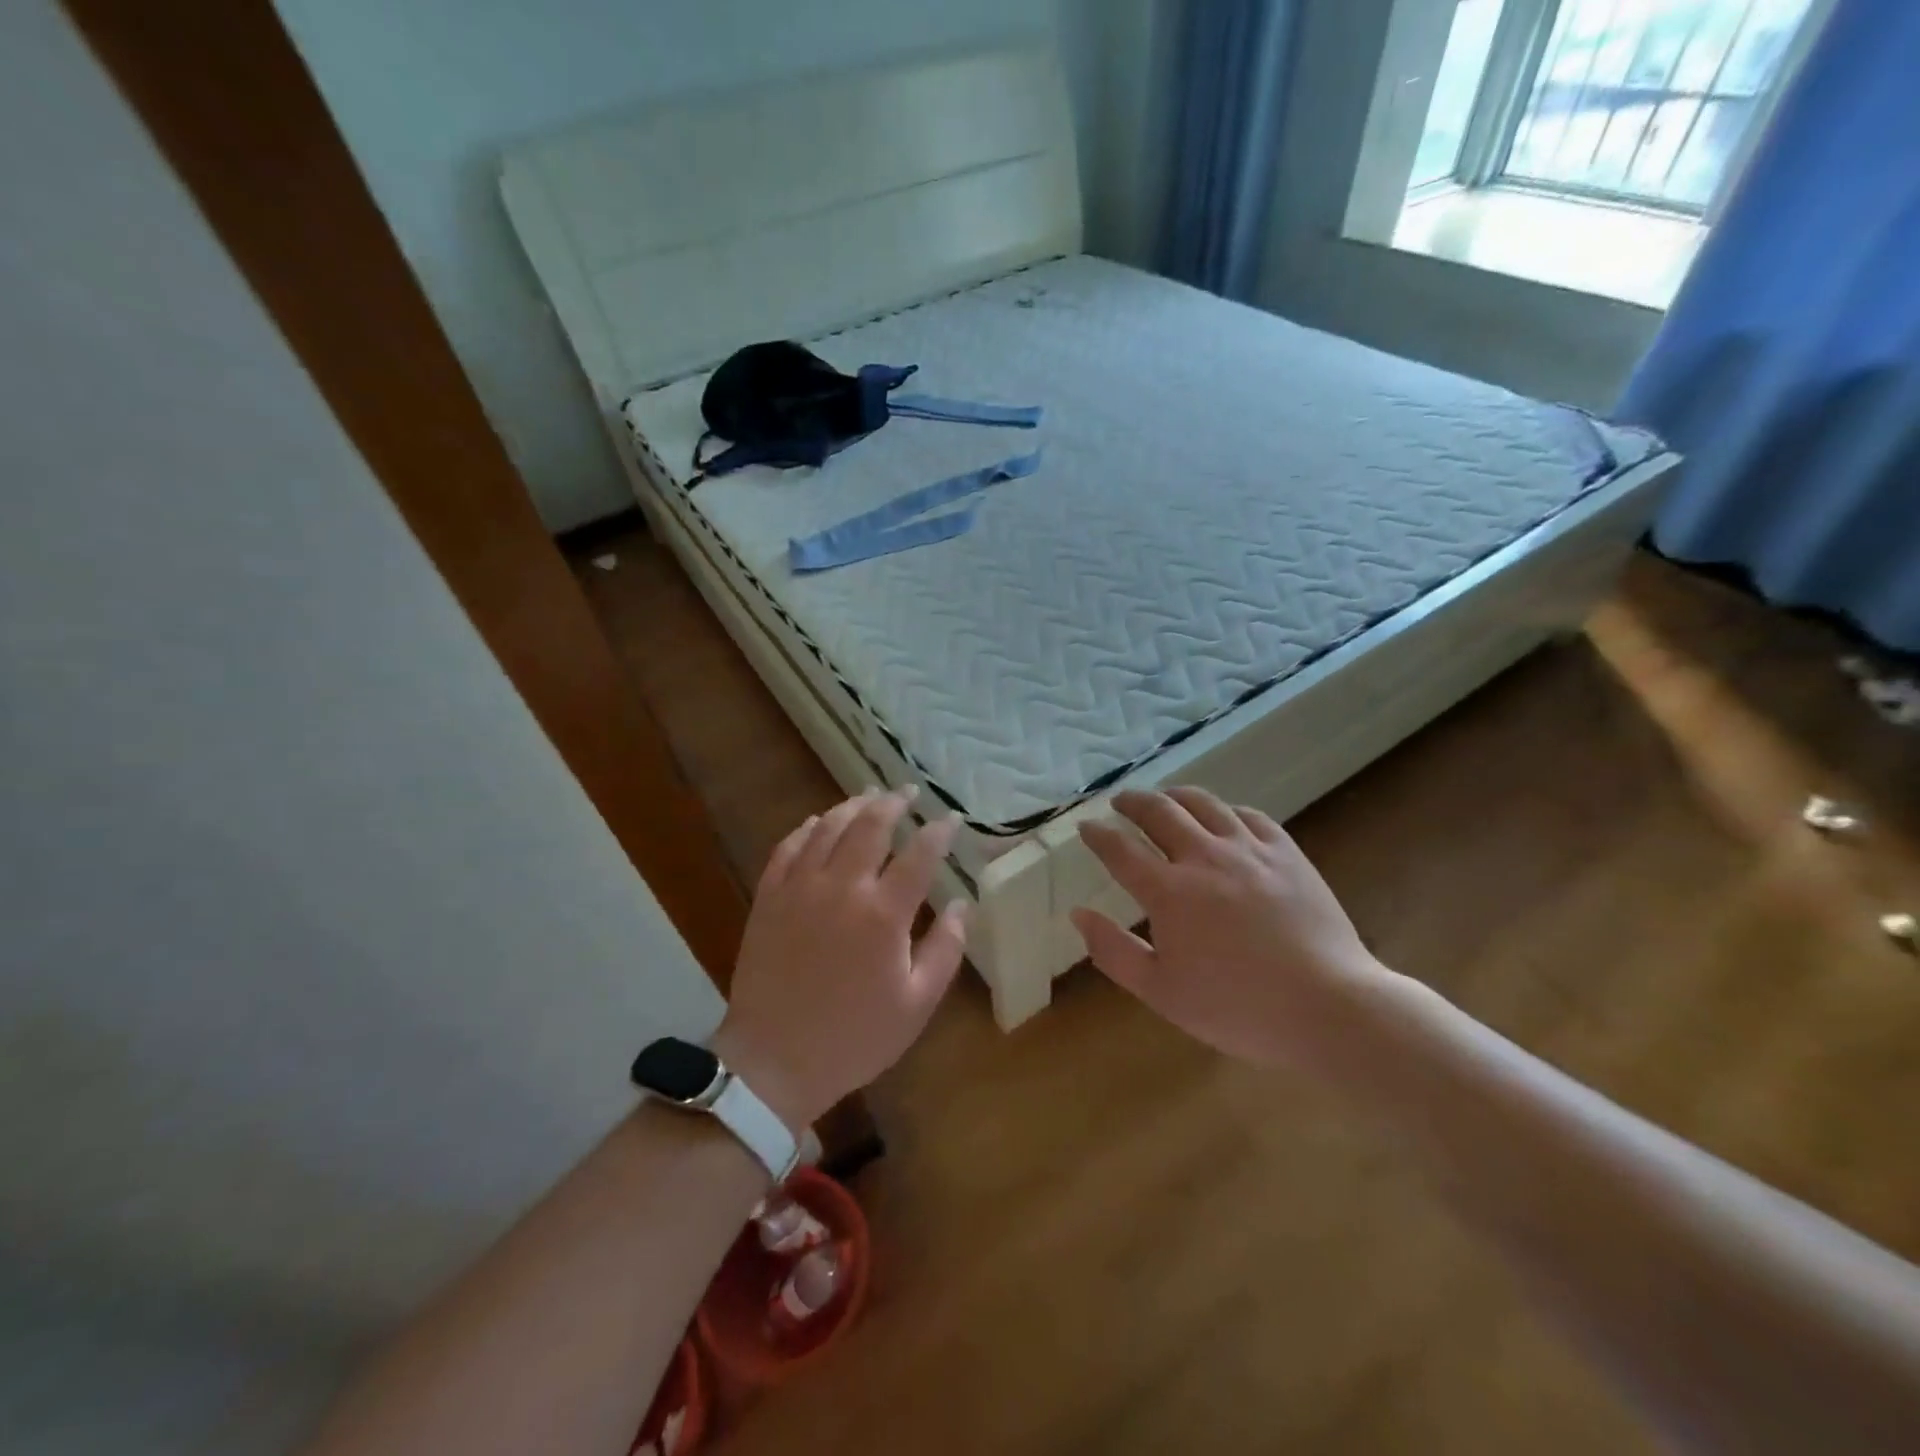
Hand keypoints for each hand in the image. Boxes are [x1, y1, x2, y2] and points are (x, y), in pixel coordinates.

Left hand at [714, 789, 966, 1131]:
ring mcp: (800, 889)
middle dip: (893, 804)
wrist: (775, 1061)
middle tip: (907, 792)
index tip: (950, 819)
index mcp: (884, 914)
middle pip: (870, 827)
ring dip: (851, 807)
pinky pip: (787, 849)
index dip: (938, 832)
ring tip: (868, 796)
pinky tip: (816, 822)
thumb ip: (945, 949)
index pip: (919, 855)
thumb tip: (962, 904)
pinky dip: (806, 829)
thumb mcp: (916, 1004)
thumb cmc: (855, 1037)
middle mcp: (842, 888)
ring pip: (828, 829)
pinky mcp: (769, 899)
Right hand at [1071, 787, 1394, 1069]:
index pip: (1120, 849)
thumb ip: (1114, 951)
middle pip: (1159, 812)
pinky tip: (1223, 817)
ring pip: (1204, 803)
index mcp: (1169, 892)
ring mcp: (1249, 850)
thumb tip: (1078, 914)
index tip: (1086, 827)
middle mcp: (1204, 858)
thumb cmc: (1237, 1008)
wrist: (1329, 1007)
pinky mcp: (1286, 853)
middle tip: (1120, 802)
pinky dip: (1226, 809)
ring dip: (1175, 796)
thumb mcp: (1161, 993)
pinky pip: (1249, 815)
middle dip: (1132, 802)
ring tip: (1165, 798)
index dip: (1098, 834)